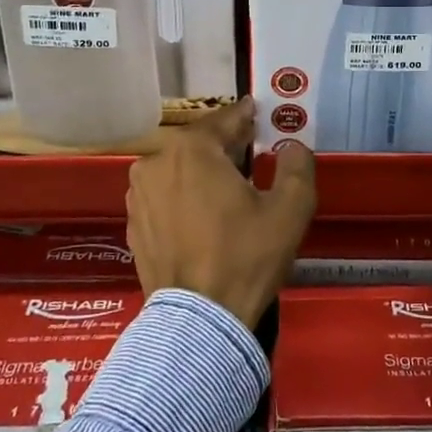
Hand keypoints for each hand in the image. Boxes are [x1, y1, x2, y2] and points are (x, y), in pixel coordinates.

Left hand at [125, 98, 316, 328]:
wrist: (199, 320)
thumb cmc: (246, 256)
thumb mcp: (291, 209)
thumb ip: (297, 166)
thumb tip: (292, 147)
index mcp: (190, 149)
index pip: (225, 119)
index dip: (247, 115)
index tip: (259, 111)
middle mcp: (155, 162)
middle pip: (198, 144)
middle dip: (225, 145)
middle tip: (251, 151)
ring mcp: (138, 195)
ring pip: (178, 169)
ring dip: (202, 171)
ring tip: (228, 187)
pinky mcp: (134, 225)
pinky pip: (165, 197)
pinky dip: (184, 197)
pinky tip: (204, 216)